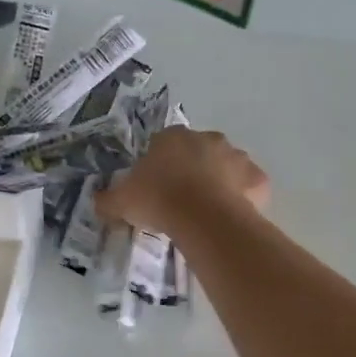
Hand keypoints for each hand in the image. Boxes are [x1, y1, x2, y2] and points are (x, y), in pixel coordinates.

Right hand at [95, 127, 268, 237]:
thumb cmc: (159, 200)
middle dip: (193, 172)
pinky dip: (243, 200)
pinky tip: (230, 219)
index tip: (156, 189)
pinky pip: (249, 188)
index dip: (160, 167)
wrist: (203, 217)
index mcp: (173, 137)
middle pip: (199, 153)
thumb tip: (97, 201)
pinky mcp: (258, 179)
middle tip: (182, 202)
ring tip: (207, 214)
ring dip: (220, 184)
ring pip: (227, 169)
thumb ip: (108, 199)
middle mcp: (208, 139)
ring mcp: (237, 157)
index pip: (164, 145)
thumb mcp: (121, 201)